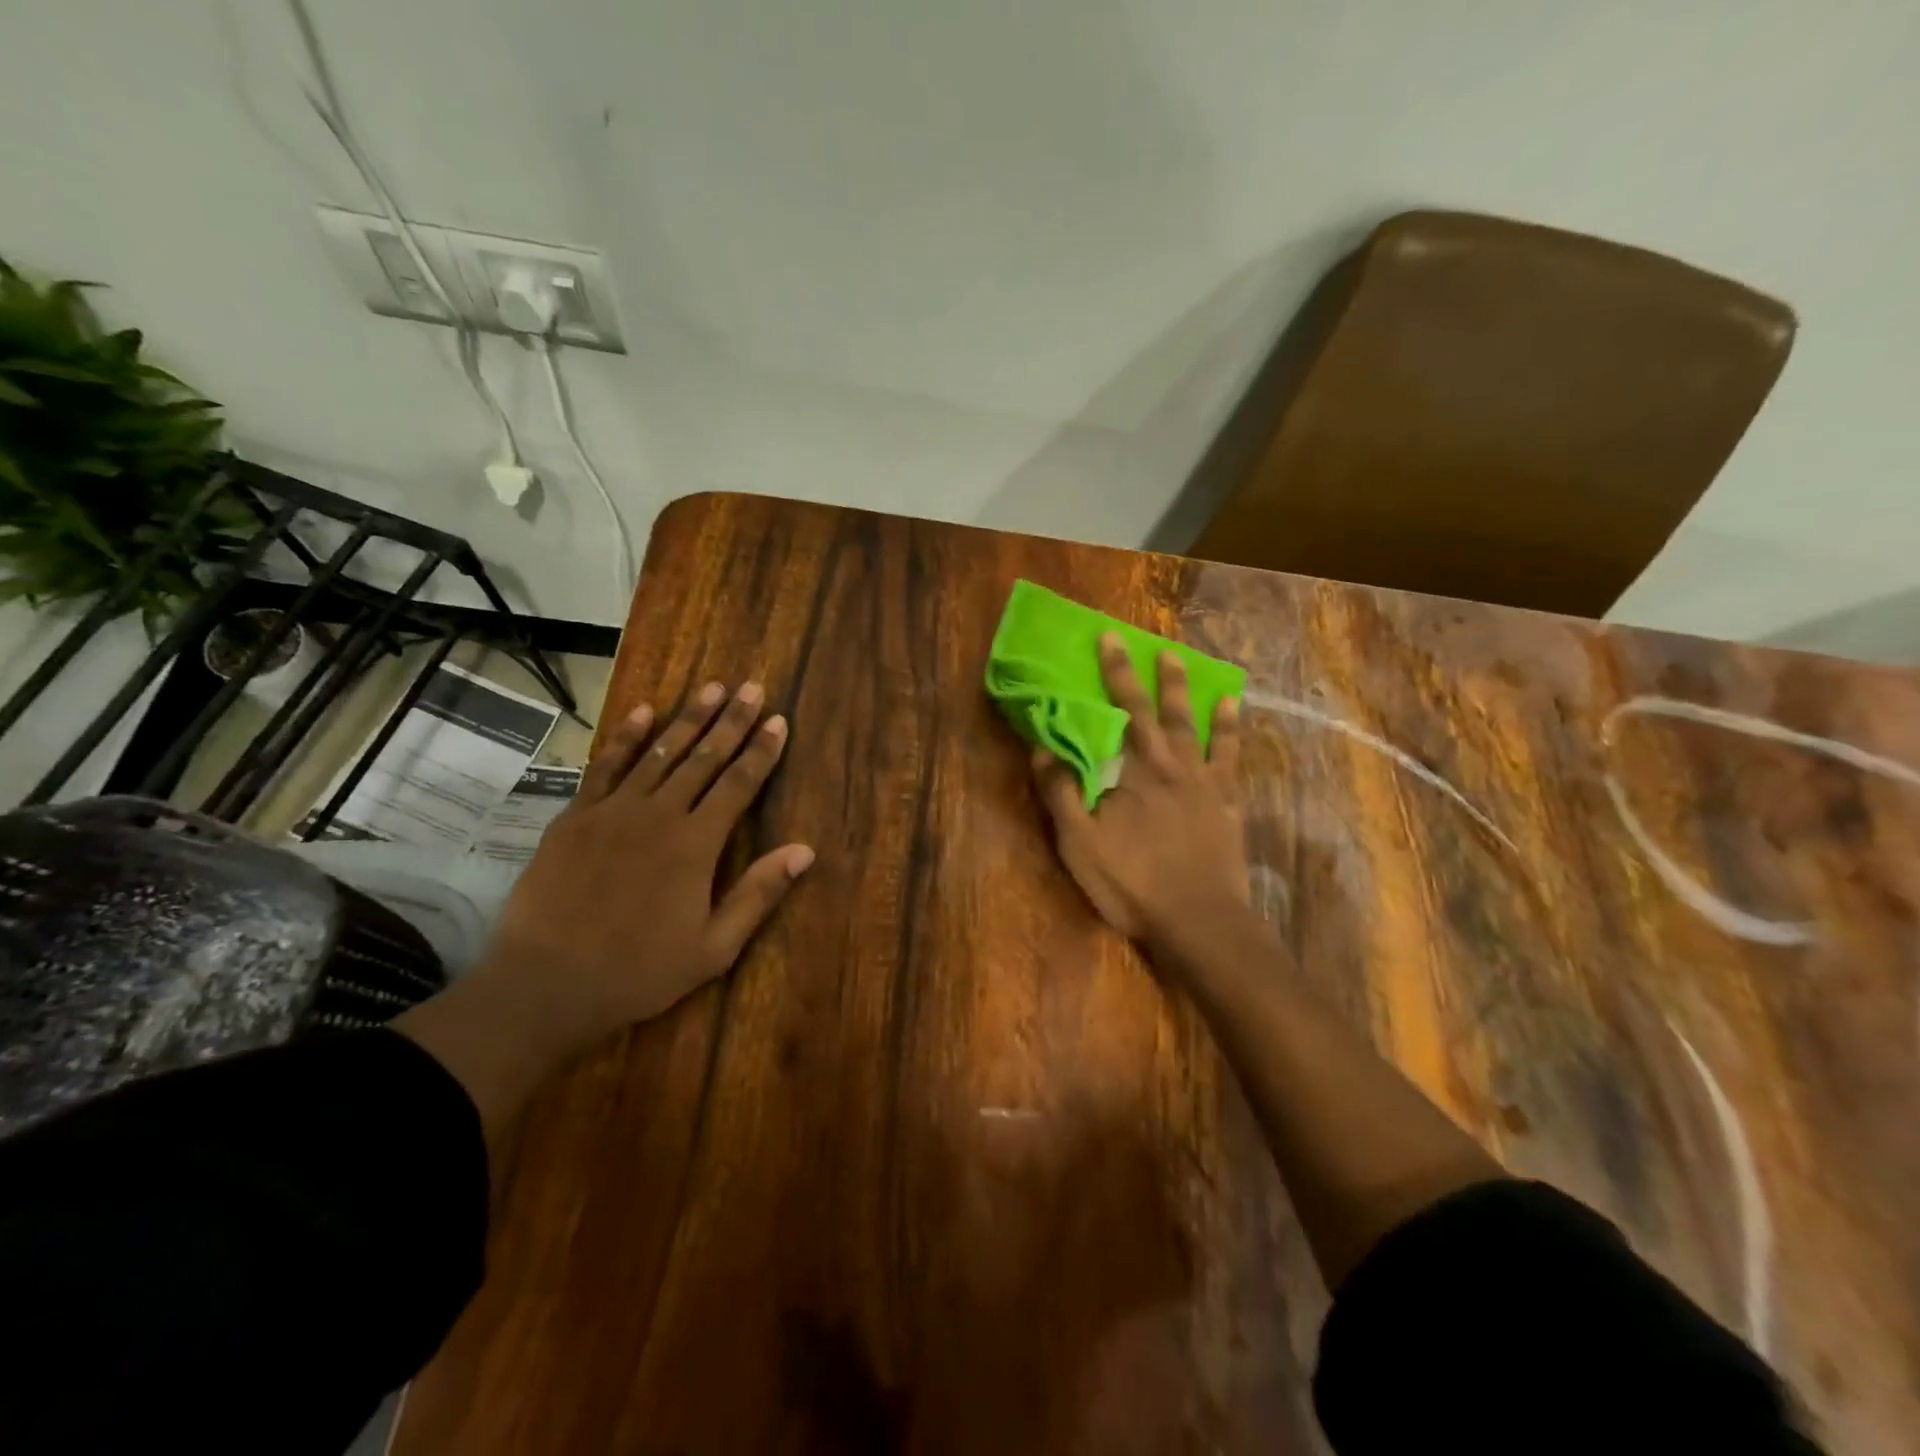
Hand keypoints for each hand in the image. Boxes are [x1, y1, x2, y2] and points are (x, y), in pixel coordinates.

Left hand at [483, 680, 813, 1033]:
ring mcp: (612, 811)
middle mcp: (658, 815)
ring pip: (659, 753)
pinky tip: (643, 713)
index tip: (778, 720)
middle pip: (704, 758)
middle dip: (731, 721)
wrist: (547, 984)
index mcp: (696, 844)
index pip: (739, 785)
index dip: (761, 751)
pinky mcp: (575, 817)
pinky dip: (626, 738)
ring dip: (688, 719)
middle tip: (751, 687)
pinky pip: (605, 766)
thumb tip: (805, 851)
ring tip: (711, 688)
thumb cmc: (640, 971)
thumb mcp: (714, 947)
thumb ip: (758, 894)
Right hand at [1033, 635, 1246, 951]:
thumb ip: (1061, 793)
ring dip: (1191, 694)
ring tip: (1186, 665)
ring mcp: (1206, 782)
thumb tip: (1043, 748)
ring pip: (1200, 726)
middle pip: (1162, 710)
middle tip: (1149, 644)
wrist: (1198, 921)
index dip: (1114, 674)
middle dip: (1150, 675)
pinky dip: (1232, 730)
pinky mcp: (1228, 803)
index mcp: (1135, 770)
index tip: (1108, 640)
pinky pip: (1233, 757)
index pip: (1121, 710)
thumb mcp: (1079, 844)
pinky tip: (1233, 712)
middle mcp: (1173, 765)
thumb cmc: (1132, 882)